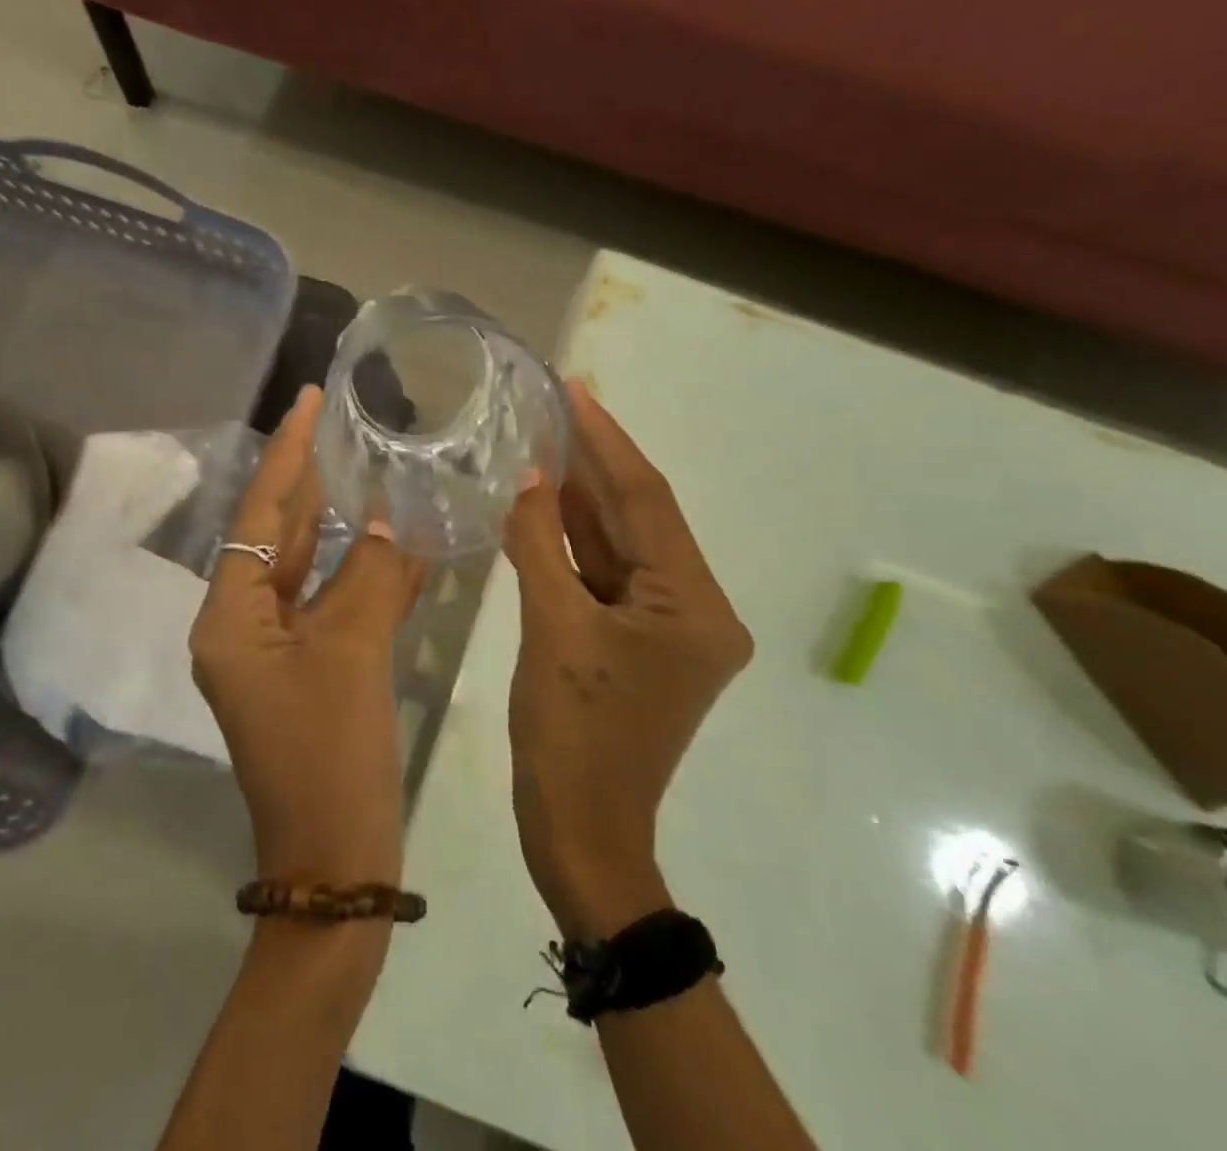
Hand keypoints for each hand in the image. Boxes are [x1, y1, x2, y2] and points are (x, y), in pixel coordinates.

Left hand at [191, 386, 424, 885]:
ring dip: (342, 527)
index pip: (258, 517)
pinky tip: (398, 543)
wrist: (337, 863)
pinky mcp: (310, 671)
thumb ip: (373, 576)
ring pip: (310, 570)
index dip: (287, 457)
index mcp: (230, 619)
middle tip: (341, 426)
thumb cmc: (330, 755)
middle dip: (310, 483)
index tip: (308, 402)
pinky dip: (363, 576)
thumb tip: (390, 522)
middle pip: (278, 538)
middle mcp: (243, 627)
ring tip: (371, 469)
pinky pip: (334, 606)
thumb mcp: (352, 654)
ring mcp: (277, 651)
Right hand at [501, 380, 753, 938]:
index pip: (647, 502)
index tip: (576, 390)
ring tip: (545, 441)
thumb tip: (529, 477)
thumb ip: (540, 544)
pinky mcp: (641, 641)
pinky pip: (607, 576)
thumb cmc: (572, 737)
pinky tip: (545, 503)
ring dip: (583, 500)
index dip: (607, 442)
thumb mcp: (551, 630)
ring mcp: (669, 628)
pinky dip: (575, 542)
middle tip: (555, 407)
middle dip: (596, 463)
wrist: (581, 836)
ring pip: (621, 545)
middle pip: (639, 519)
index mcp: (694, 606)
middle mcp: (697, 609)